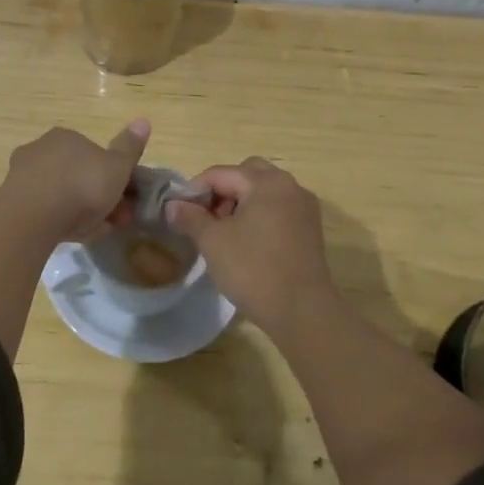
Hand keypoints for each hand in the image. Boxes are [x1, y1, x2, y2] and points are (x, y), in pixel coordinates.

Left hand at [3, 120, 150, 241]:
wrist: (32, 217)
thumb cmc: (82, 186)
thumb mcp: (117, 167)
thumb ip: (130, 147)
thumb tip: (143, 120)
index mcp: (67, 137)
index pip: (94, 154)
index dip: (113, 177)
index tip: (125, 199)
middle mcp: (42, 149)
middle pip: (77, 175)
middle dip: (98, 197)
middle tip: (114, 221)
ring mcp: (23, 175)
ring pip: (61, 194)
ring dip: (81, 211)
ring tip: (96, 233)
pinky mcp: (11, 201)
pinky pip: (45, 210)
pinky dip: (60, 221)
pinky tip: (73, 237)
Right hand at [166, 157, 335, 332]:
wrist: (302, 311)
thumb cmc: (253, 269)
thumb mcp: (212, 241)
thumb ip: (190, 217)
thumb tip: (172, 205)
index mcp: (265, 182)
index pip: (220, 174)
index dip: (195, 190)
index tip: (180, 213)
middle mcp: (289, 186)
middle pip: (247, 174)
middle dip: (223, 191)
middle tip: (207, 218)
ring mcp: (304, 207)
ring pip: (265, 191)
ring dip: (242, 202)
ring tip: (225, 232)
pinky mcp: (311, 229)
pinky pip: (279, 208)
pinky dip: (261, 215)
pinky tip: (248, 242)